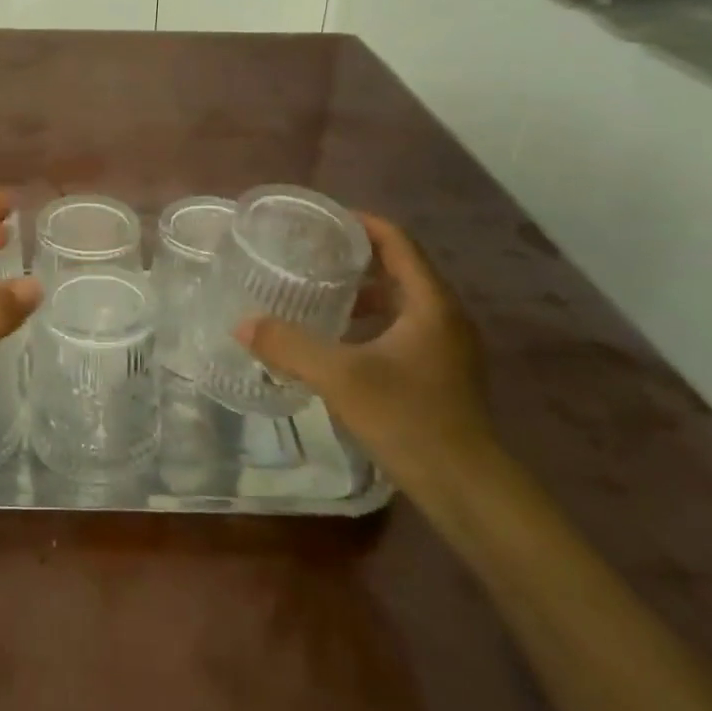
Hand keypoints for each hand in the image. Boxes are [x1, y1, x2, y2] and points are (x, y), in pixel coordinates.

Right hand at [237, 215, 494, 487]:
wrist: (468, 491)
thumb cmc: (409, 420)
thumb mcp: (341, 378)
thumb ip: (290, 346)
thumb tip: (243, 324)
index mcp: (430, 303)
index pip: (397, 241)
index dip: (360, 223)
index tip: (320, 220)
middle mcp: (444, 316)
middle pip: (399, 267)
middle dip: (354, 258)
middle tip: (309, 255)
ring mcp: (447, 347)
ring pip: (400, 301)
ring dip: (361, 293)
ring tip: (317, 294)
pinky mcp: (441, 373)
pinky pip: (402, 329)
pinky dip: (370, 323)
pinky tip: (338, 343)